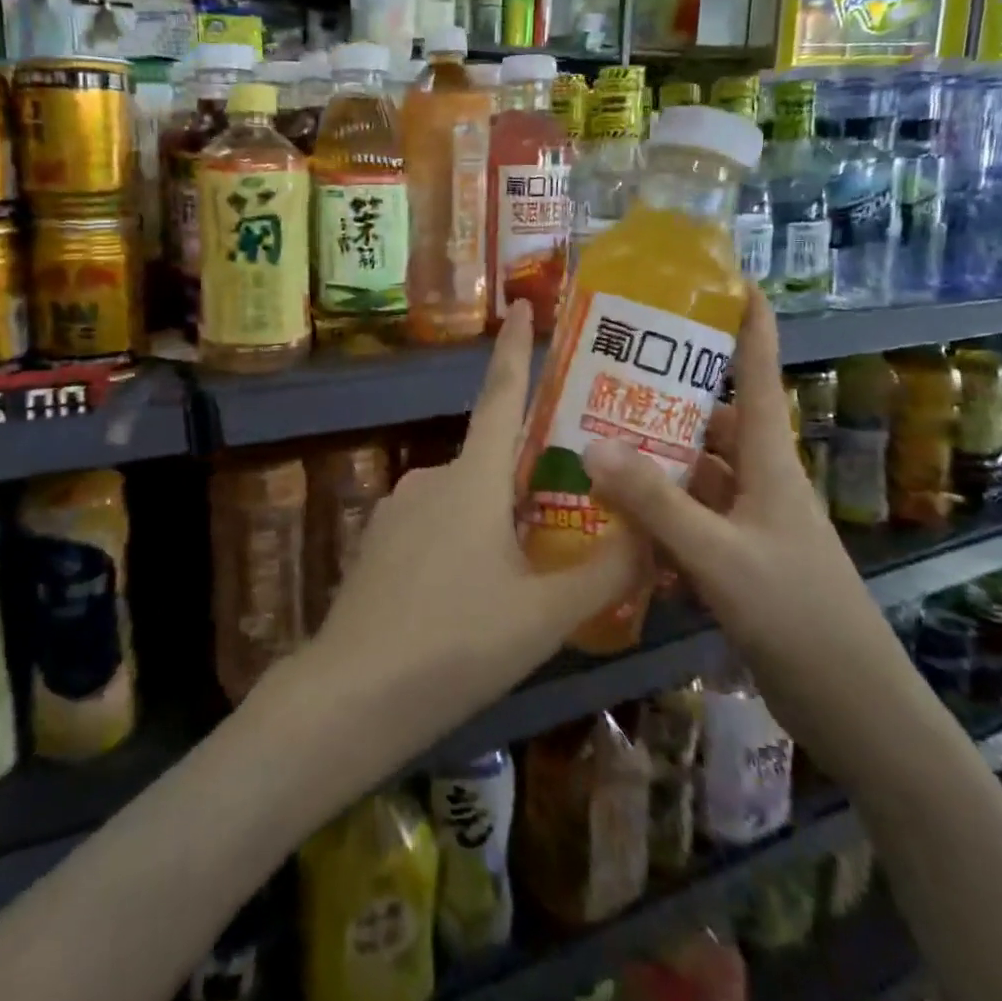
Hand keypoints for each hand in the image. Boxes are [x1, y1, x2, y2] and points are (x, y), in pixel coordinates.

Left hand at [287, 302, 643, 761]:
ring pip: (464, 502)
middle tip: (572, 510)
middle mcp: (431, 478)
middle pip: (492, 461)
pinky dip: (463, 546)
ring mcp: (396, 510)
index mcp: (471, 479)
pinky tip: (472, 599)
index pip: (502, 396)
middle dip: (529, 477)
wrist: (350, 696)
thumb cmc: (455, 644)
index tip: (520, 304)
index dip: (515, 349)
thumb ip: (604, 572)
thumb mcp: (544, 616)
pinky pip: (434, 529)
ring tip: (529, 575)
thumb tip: (651, 531)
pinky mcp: (377, 544)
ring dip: (497, 522)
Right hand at [581, 290, 922, 779]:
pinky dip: (656, 516)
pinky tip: (613, 519)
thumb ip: (655, 503)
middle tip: (607, 378)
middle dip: (666, 399)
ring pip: (694, 475)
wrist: (855, 709)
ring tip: (593, 443)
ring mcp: (748, 524)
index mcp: (769, 463)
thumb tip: (591, 444)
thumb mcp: (719, 556)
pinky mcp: (737, 561)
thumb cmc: (798, 615)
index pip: (758, 376)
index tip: (731, 282)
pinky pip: (689, 521)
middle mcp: (759, 482)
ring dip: (653, 462)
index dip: (751, 326)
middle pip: (711, 423)